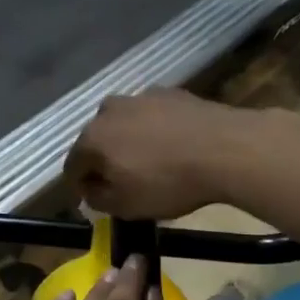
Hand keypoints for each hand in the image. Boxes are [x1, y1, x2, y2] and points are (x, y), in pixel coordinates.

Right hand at [63, 90, 251, 219]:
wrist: (226, 149)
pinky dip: (154, 130)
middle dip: (103, 161)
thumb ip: (98, 199)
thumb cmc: (168, 182)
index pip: (72, 167)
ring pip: (124, 125)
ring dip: (128, 142)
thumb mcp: (126, 206)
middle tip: (120, 182)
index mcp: (91, 139)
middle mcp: (108, 111)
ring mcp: (140, 97)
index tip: (91, 202)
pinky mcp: (170, 92)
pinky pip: (151, 116)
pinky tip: (172, 145)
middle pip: (96, 141)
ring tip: (149, 162)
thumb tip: (91, 190)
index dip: (79, 188)